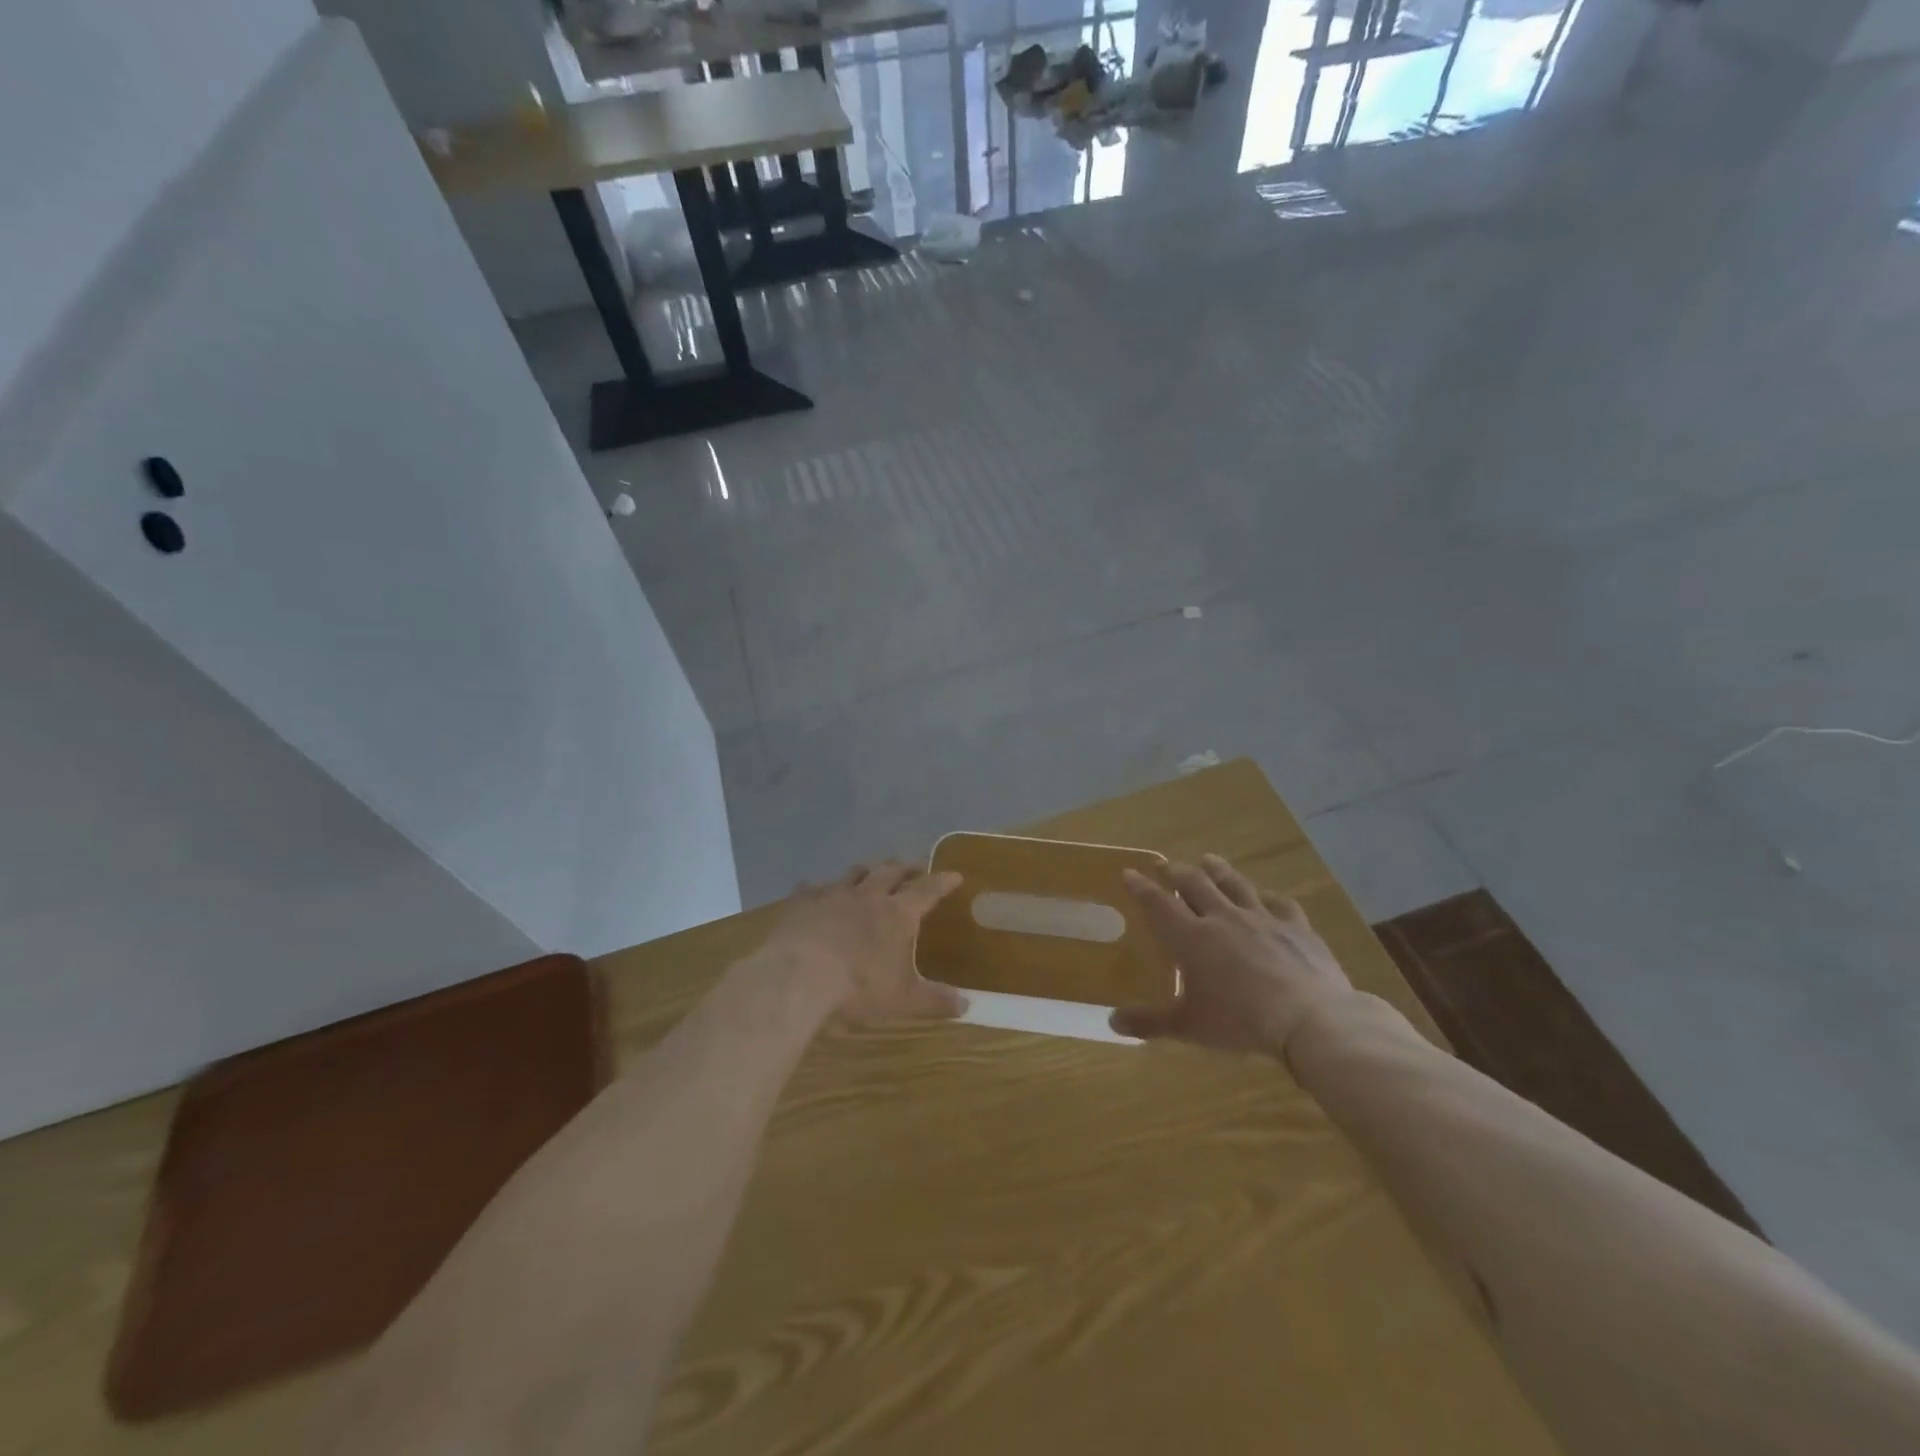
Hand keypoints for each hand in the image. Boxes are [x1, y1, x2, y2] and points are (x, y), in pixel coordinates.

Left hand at [759, 862, 969, 1025]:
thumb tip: (967, 1006)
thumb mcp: (902, 1001)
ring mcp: (833, 895)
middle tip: (913, 867)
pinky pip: (814, 887)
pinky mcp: (802, 903)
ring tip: (872, 870)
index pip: (927, 890)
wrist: (797, 978)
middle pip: (891, 871)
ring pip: (855, 873)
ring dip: (867, 870)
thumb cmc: (857, 989)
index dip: (942, 881)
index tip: (954, 875)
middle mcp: (868, 896)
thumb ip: (934, 1001)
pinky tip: (816, 890)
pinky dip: (821, 887)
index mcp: (897, 914)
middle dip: (905, 868)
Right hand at [1111, 854, 1355, 1057]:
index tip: (1129, 872)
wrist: (1311, 1019)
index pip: (1158, 904)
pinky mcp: (1296, 926)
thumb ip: (1150, 1022)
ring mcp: (1262, 918)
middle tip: (1164, 865)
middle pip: (1195, 883)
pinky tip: (1266, 895)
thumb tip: (1112, 1022)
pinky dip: (1268, 896)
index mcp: (1192, 938)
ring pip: (1234, 883)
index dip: (1141, 887)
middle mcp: (1223, 918)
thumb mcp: (1190, 1028)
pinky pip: (1279, 902)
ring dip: (1218, 870)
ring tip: (1208, 859)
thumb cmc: (1242, 1022)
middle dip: (1176, 871)